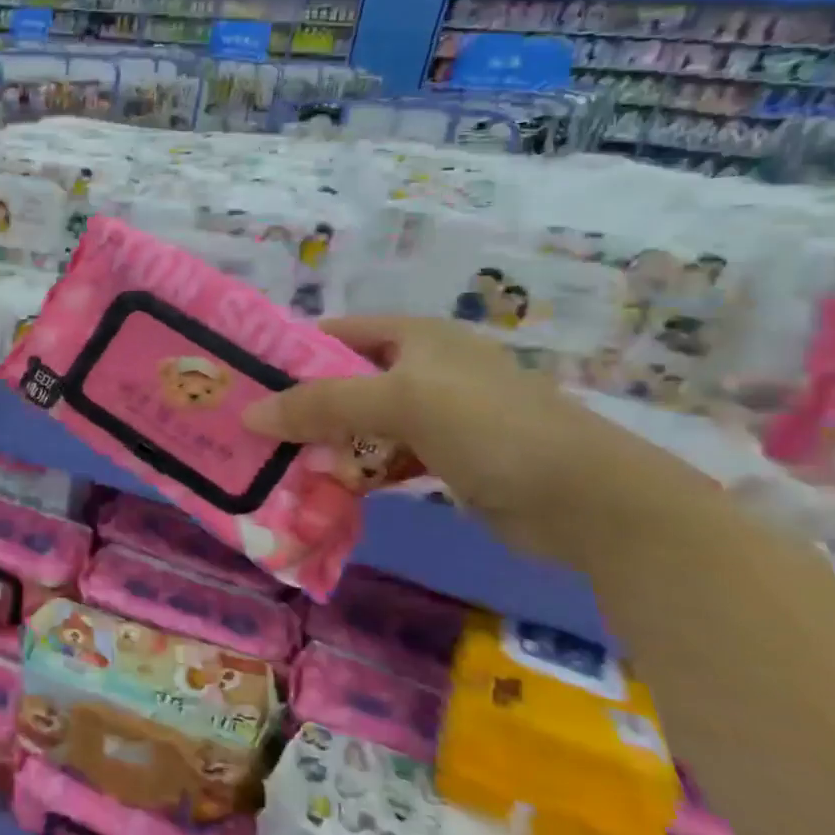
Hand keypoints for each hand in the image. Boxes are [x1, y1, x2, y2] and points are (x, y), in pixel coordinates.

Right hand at [241, 316, 722, 569]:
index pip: (333, 333)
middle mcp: (420, 368)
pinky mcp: (442, 457)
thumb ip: (322, 404)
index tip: (242, 380)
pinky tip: (322, 489)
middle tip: (247, 429)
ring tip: (272, 463)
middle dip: (296, 404)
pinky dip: (353, 471)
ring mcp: (433, 415)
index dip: (287, 352)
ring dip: (321, 443)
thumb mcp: (402, 402)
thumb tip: (248, 414)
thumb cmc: (492, 427)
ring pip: (356, 423)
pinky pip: (379, 457)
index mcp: (414, 336)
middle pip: (340, 380)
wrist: (592, 502)